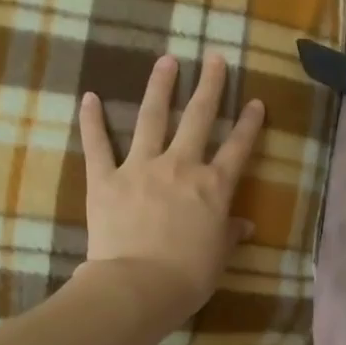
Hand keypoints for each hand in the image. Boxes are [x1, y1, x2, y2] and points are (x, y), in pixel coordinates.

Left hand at [76, 53, 263, 315]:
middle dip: (209, 87)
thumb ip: (229, 234)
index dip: (248, 125)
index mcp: (213, 188)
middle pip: (198, 119)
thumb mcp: (218, 257)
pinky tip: (89, 97)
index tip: (256, 102)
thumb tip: (243, 226)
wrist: (138, 286)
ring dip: (160, 87)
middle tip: (214, 58)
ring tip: (166, 61)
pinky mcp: (105, 179)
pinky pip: (97, 144)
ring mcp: (140, 168)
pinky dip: (91, 121)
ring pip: (152, 119)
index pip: (237, 149)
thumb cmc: (188, 277)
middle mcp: (180, 167)